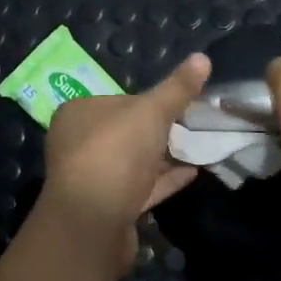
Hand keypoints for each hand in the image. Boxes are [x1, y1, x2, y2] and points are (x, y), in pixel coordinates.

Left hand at [39, 53, 210, 273]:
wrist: (93, 223)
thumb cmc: (116, 153)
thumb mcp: (151, 112)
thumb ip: (177, 88)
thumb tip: (203, 57)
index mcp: (78, 113)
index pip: (117, 100)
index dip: (148, 102)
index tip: (179, 104)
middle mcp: (77, 144)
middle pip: (124, 132)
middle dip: (157, 131)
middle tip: (194, 126)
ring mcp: (91, 179)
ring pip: (132, 162)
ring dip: (162, 158)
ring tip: (199, 148)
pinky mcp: (106, 209)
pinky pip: (139, 188)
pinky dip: (162, 181)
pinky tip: (192, 174)